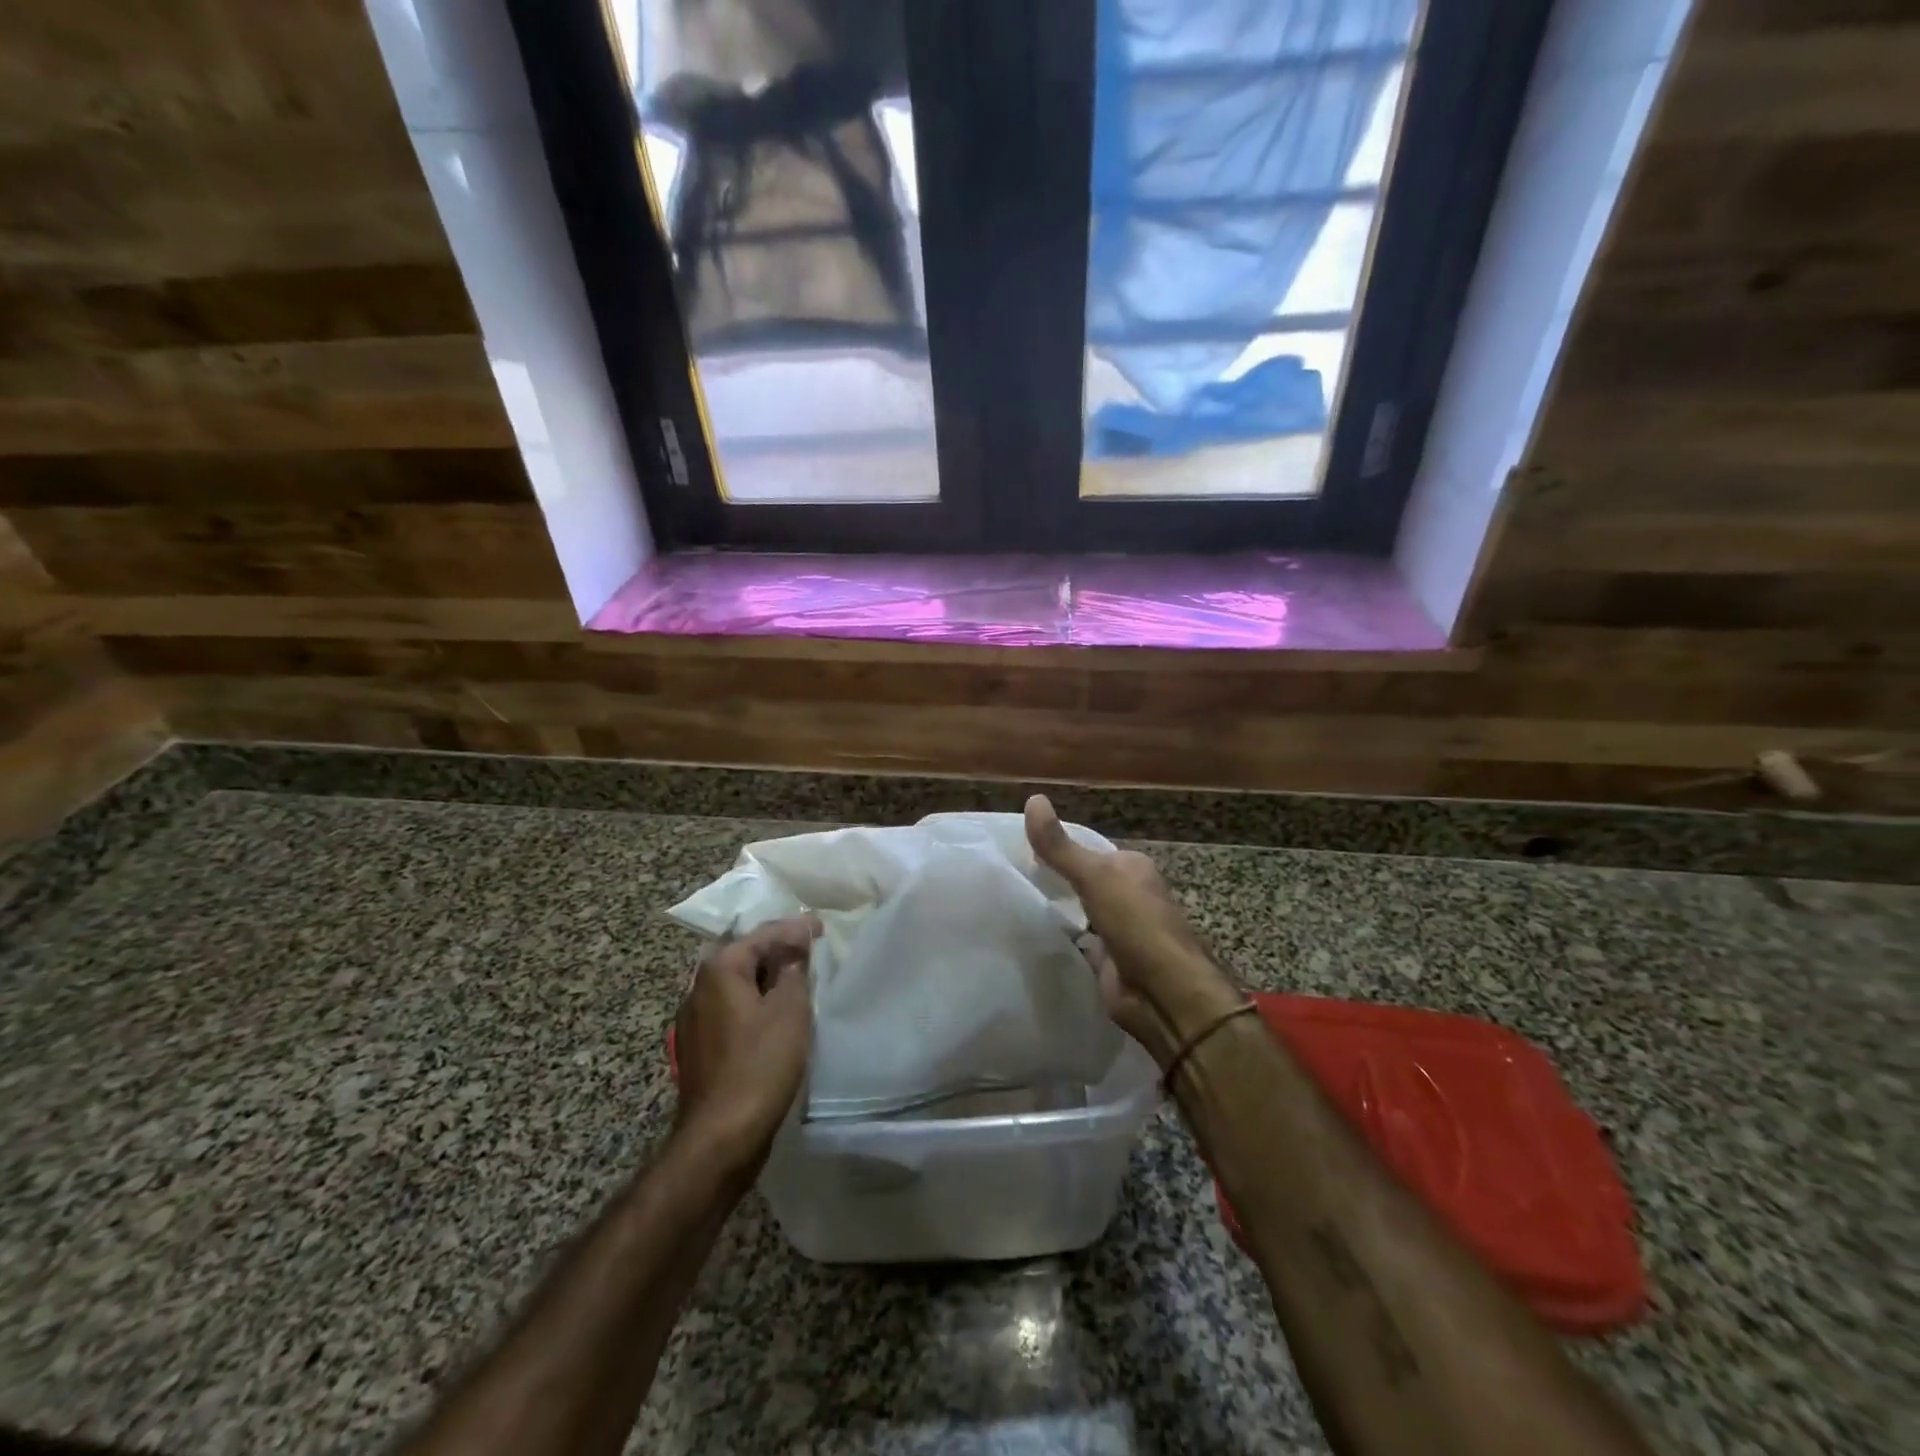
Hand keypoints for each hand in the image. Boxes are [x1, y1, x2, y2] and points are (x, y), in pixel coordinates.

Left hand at [673, 915, 819, 1171]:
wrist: (720, 1137)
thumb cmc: (760, 1065)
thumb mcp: (790, 1010)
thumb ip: (794, 971)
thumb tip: (793, 951)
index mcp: (719, 970)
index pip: (762, 934)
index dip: (795, 928)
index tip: (822, 926)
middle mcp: (698, 987)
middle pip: (745, 956)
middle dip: (778, 951)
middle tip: (812, 950)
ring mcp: (693, 1020)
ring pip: (737, 985)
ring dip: (767, 979)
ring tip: (799, 979)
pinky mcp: (699, 1048)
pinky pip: (732, 1010)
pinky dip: (755, 1003)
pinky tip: (776, 1014)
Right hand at [1025, 795, 1243, 1066]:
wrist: (1162, 992)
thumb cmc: (1135, 923)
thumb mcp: (1094, 876)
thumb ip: (1059, 845)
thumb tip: (1033, 798)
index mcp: (1132, 867)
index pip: (1089, 850)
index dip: (1057, 849)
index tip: (1018, 849)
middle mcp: (1128, 895)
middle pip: (1084, 881)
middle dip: (1055, 881)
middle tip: (1011, 877)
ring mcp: (1120, 929)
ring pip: (1080, 912)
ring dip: (1057, 911)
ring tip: (1013, 903)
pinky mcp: (1108, 960)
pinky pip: (1078, 942)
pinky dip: (1061, 939)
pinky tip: (1032, 935)